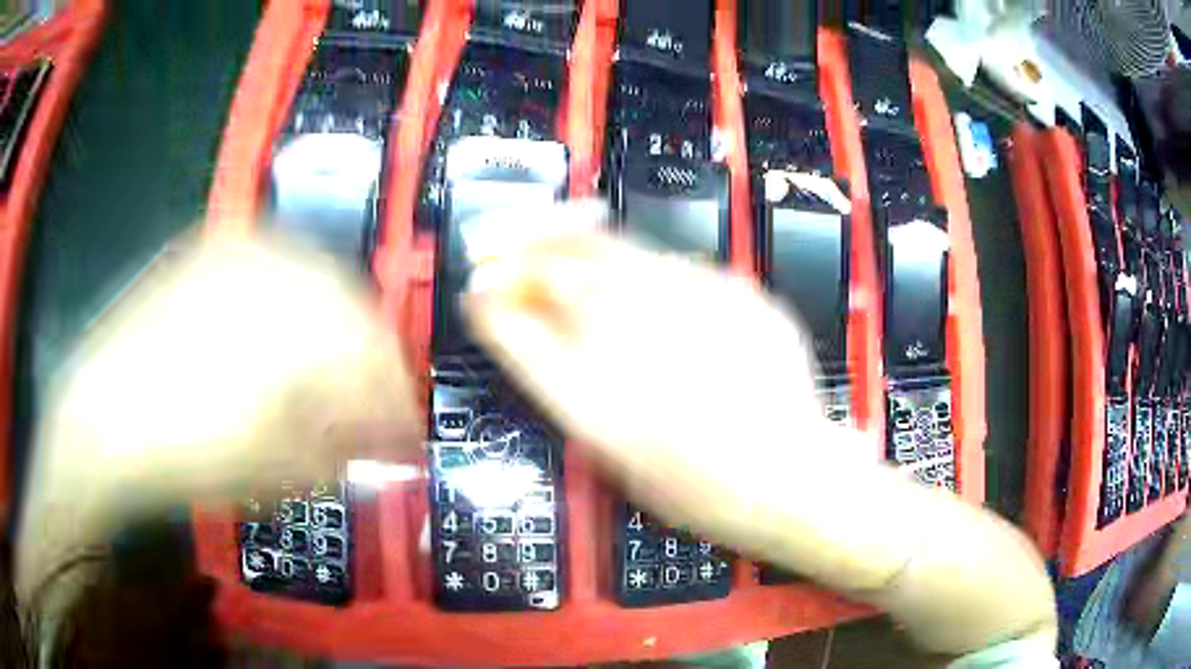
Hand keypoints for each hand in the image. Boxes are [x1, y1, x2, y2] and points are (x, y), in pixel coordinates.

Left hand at [42, 235, 422, 498]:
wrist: (100, 417)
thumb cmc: (187, 450)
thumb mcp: (276, 468)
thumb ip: (343, 451)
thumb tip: (385, 446)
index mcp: (301, 315)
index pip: (379, 356)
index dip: (398, 405)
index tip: (405, 443)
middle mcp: (279, 263)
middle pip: (353, 311)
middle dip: (369, 368)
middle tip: (368, 414)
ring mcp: (239, 250)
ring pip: (315, 284)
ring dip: (332, 336)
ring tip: (327, 384)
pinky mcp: (208, 254)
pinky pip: (270, 272)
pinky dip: (290, 311)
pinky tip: (280, 346)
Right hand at [463, 202, 1054, 655]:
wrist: (801, 483)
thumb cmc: (701, 490)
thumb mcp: (613, 450)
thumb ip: (559, 377)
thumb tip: (517, 320)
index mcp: (607, 393)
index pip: (527, 318)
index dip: (495, 285)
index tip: (478, 276)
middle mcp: (654, 337)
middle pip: (577, 259)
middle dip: (534, 238)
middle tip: (510, 237)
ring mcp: (708, 303)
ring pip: (631, 253)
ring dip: (591, 248)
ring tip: (573, 253)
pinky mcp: (747, 294)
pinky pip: (681, 270)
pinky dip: (651, 273)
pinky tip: (654, 298)